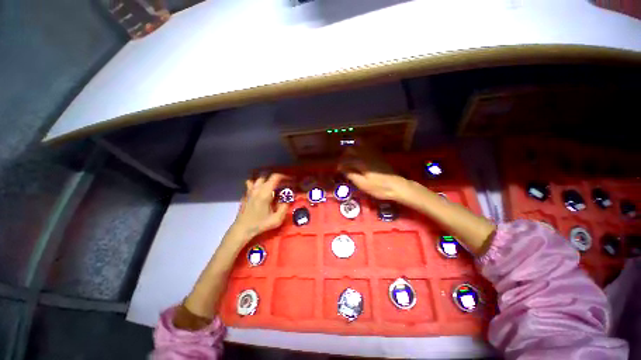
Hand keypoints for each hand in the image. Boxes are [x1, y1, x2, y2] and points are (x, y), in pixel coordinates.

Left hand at [229, 173, 289, 244]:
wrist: (242, 229)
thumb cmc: (260, 224)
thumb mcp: (277, 219)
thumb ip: (285, 207)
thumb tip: (289, 198)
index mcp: (265, 193)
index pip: (275, 177)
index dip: (285, 176)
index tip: (291, 180)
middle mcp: (257, 189)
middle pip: (268, 175)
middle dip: (277, 178)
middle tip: (284, 183)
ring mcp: (249, 190)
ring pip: (259, 178)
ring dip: (267, 179)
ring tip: (273, 185)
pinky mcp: (246, 194)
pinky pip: (251, 183)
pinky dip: (258, 183)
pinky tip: (261, 190)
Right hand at [338, 145, 409, 201]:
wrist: (397, 186)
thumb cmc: (379, 188)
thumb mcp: (363, 184)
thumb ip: (351, 175)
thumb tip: (342, 169)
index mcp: (361, 162)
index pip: (347, 159)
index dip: (340, 164)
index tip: (338, 169)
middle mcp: (366, 154)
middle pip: (351, 149)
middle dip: (344, 155)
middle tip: (342, 163)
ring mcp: (373, 153)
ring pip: (359, 145)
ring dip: (352, 149)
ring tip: (349, 157)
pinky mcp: (378, 155)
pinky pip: (367, 146)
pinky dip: (360, 147)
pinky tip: (359, 155)